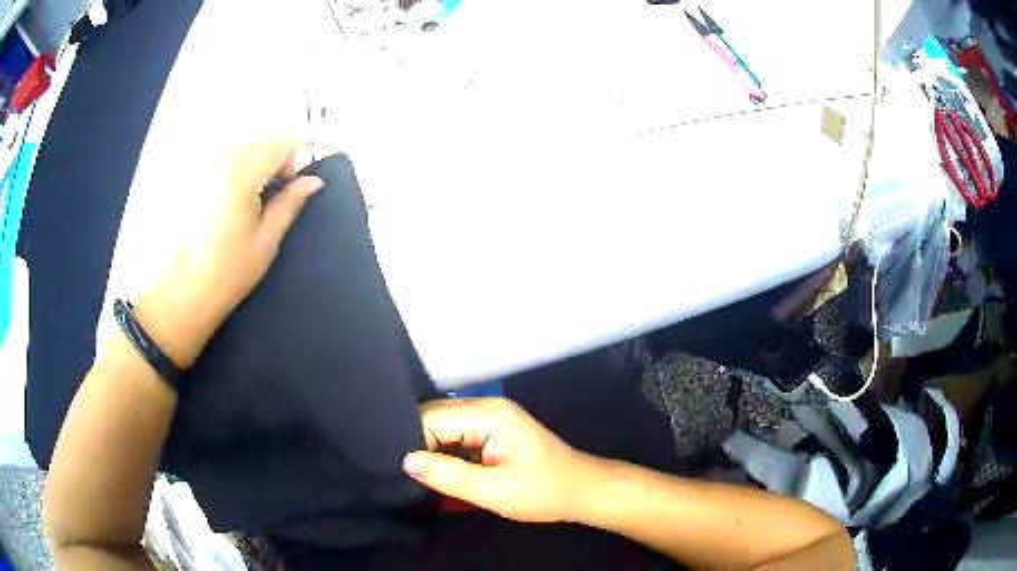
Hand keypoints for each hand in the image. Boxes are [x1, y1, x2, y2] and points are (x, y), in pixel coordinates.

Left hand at [134, 137, 322, 366]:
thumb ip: (290, 203)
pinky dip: (240, 169)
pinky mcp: (194, 179)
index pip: (280, 143)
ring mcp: (204, 169)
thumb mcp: (267, 240)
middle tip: (279, 192)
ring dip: (258, 163)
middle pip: (261, 141)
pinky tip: (236, 199)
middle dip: (277, 158)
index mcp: (242, 176)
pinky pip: (225, 159)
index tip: (300, 178)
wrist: (184, 293)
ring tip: (257, 198)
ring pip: (243, 148)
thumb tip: (313, 181)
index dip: (298, 152)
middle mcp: (221, 163)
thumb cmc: (229, 272)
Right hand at [403, 398, 587, 522]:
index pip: (430, 418)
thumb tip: (406, 461)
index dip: (413, 444)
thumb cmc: (542, 491)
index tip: (405, 472)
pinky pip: (457, 435)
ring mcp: (491, 416)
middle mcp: (486, 406)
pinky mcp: (493, 430)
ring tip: (423, 478)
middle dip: (420, 446)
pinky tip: (442, 474)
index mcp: (487, 414)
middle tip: (411, 477)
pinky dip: (447, 454)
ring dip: (433, 452)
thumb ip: (447, 475)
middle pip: (434, 418)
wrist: (582, 491)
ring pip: (443, 427)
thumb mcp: (493, 490)